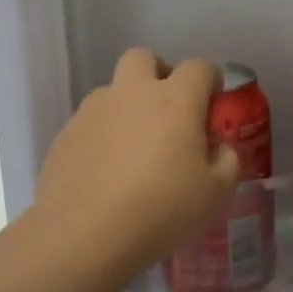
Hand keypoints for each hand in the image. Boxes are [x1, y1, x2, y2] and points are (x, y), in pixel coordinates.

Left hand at [34, 50, 240, 276]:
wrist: (85, 233)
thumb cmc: (161, 209)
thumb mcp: (216, 193)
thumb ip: (227, 161)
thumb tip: (218, 147)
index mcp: (175, 99)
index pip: (199, 67)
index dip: (210, 80)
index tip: (212, 102)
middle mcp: (132, 93)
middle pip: (144, 58)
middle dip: (158, 73)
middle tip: (167, 109)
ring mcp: (94, 110)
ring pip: (112, 90)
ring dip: (126, 105)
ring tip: (132, 148)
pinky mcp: (66, 133)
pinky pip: (90, 122)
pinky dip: (102, 135)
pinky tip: (105, 171)